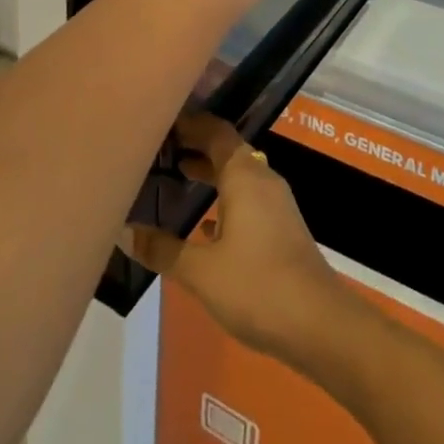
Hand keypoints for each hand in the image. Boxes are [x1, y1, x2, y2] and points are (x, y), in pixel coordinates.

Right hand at [127, 114, 349, 363]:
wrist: (318, 322)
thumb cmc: (256, 286)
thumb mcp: (201, 271)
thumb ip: (163, 249)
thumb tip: (125, 232)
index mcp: (243, 174)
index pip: (215, 132)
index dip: (190, 123)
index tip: (162, 120)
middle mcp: (262, 177)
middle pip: (227, 149)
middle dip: (197, 144)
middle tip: (162, 145)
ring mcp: (275, 202)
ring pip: (238, 174)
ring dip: (211, 171)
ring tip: (178, 174)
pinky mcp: (281, 226)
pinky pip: (247, 197)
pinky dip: (225, 198)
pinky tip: (205, 224)